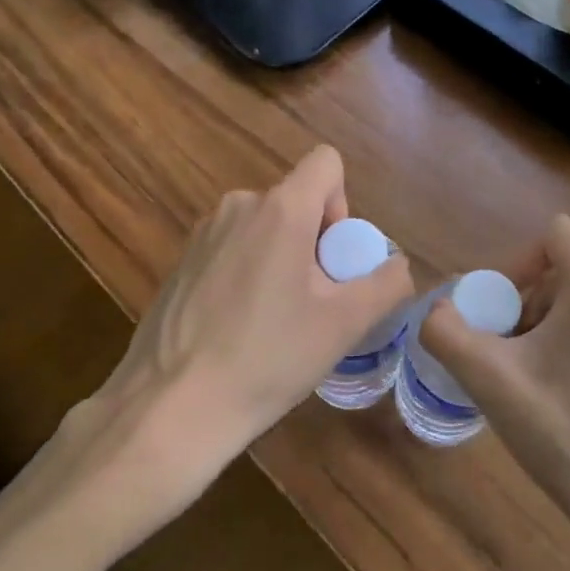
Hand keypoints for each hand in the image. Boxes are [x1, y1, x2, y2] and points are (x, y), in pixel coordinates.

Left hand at [95, 145, 411, 492]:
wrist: (170, 408)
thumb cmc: (267, 358)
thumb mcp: (344, 325)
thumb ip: (386, 284)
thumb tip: (399, 265)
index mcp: (280, 209)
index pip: (326, 162)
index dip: (343, 203)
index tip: (333, 259)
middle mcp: (239, 205)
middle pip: (296, 201)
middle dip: (314, 242)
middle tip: (312, 304)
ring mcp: (204, 232)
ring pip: (264, 227)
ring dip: (281, 259)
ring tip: (274, 322)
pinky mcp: (181, 261)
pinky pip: (233, 248)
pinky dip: (247, 273)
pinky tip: (237, 329)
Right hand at [422, 214, 569, 562]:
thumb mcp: (491, 379)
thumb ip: (446, 332)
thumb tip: (435, 311)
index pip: (550, 236)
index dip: (514, 265)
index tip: (496, 314)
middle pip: (567, 269)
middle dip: (528, 302)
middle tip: (508, 353)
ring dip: (552, 325)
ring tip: (535, 379)